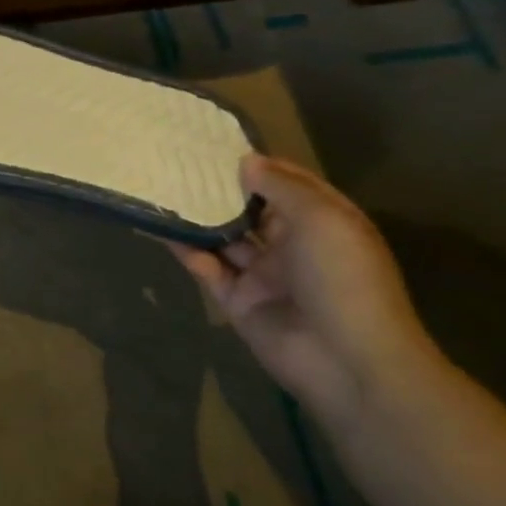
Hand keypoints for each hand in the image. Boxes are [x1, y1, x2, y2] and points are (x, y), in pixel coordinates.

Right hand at [167, 154, 443, 434]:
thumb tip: (245, 162)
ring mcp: (264, 274)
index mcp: (324, 223)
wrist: (347, 361)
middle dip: (219, 189)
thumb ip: (280, 187)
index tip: (215, 144)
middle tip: (176, 162)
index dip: (256, 165)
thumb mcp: (322, 219)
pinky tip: (158, 227)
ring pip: (224, 238)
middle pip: (250, 210)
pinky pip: (206, 267)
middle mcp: (293, 245)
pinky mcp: (237, 299)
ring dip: (197, 217)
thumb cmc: (343, 279)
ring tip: (160, 188)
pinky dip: (184, 249)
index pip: (286, 184)